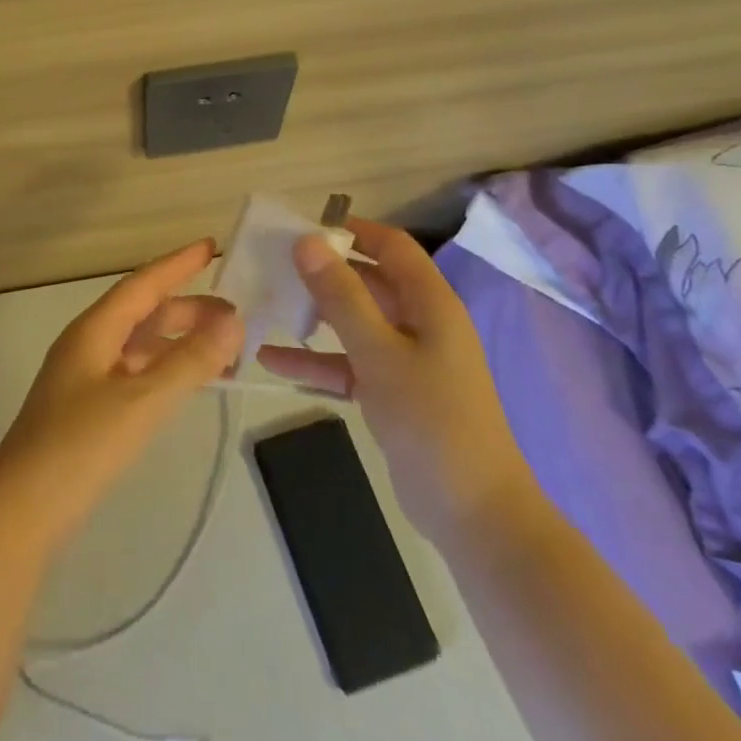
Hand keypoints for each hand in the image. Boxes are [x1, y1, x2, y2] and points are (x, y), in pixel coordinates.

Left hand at [0, 239, 241, 549]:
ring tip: (224, 351)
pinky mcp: (87, 410)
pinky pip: (135, 373)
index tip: (211, 246)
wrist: (20, 513)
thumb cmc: (79, 447)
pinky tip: (187, 383)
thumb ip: (190, 361)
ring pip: (140, 345)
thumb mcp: (142, 401)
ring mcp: (85, 379)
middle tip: (236, 318)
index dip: (177, 264)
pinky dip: (165, 370)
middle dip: (188, 310)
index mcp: (93, 331)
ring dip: (179, 342)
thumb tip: (234, 320)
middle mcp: (87, 345)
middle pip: (142, 313)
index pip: (141, 284)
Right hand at [257, 220, 532, 545]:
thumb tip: (308, 241)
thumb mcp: (379, 352)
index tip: (304, 227)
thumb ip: (341, 296)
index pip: (392, 247)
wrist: (473, 513)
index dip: (353, 231)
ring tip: (268, 304)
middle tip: (275, 264)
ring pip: (354, 324)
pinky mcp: (391, 394)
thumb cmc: (431, 420)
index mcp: (430, 303)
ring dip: (315, 317)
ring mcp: (406, 360)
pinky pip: (348, 364)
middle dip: (324, 273)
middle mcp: (420, 323)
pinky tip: (270, 360)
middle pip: (369, 282)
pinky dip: (316, 361)